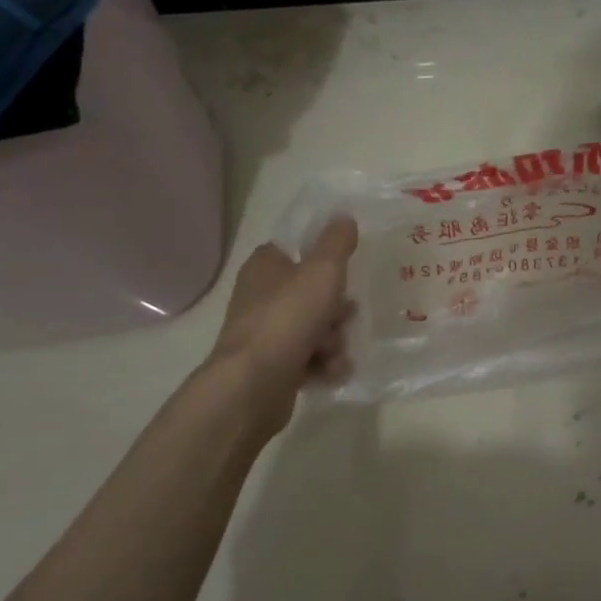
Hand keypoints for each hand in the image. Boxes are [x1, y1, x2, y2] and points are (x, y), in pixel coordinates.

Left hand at [200, 216, 357, 432]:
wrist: (255, 384)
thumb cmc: (289, 317)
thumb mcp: (322, 271)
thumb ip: (336, 243)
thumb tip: (343, 216)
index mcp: (264, 267)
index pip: (293, 250)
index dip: (321, 259)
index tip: (344, 270)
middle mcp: (260, 297)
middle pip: (309, 294)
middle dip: (335, 309)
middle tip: (346, 315)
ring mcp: (264, 334)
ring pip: (313, 328)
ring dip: (334, 340)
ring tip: (337, 352)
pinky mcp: (270, 366)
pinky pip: (307, 359)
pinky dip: (323, 365)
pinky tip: (333, 372)